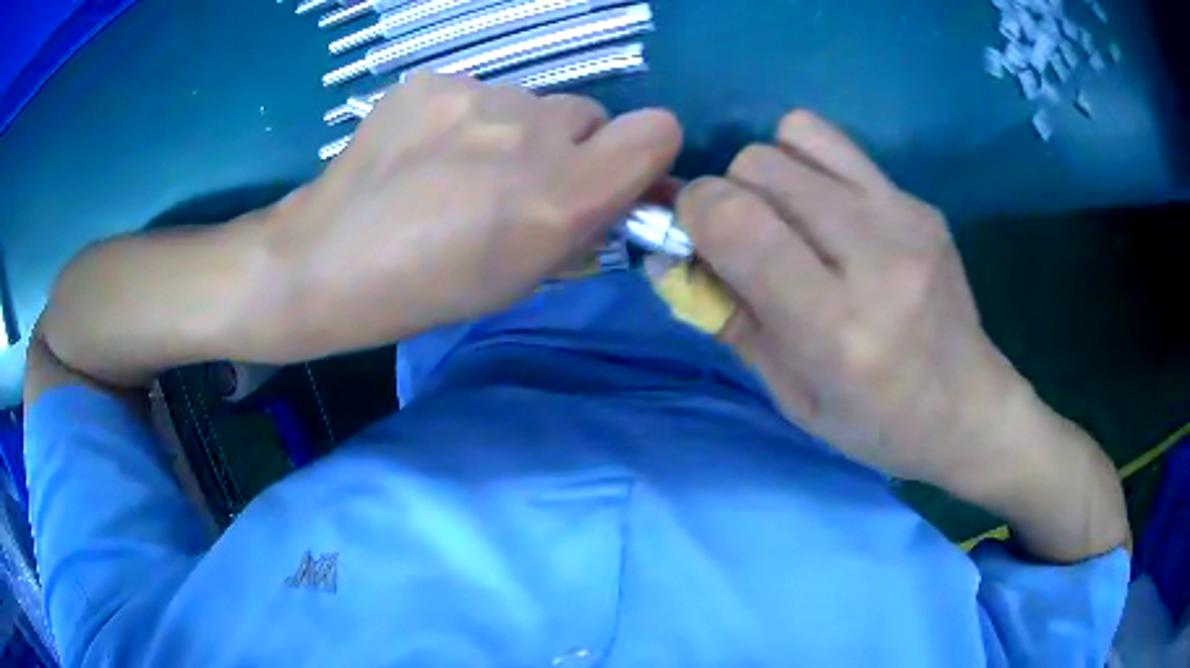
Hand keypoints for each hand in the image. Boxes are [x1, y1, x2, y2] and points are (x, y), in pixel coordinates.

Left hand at [264, 73, 680, 358]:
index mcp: (561, 196)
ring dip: (513, 131)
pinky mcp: (431, 81)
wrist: (328, 261)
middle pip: (590, 114)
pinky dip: (465, 118)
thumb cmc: (430, 290)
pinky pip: (477, 93)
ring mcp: (476, 96)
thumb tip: (617, 188)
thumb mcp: (524, 276)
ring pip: (529, 102)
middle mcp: (530, 133)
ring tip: (457, 169)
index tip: (614, 174)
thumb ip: (584, 221)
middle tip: (517, 181)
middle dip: (569, 146)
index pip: (657, 130)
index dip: (643, 151)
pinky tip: (424, 152)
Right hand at [677, 111, 1032, 486]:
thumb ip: (728, 318)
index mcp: (836, 328)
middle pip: (759, 165)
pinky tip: (830, 214)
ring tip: (789, 218)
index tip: (694, 238)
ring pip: (794, 135)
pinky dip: (811, 166)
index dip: (694, 213)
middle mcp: (874, 257)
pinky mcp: (921, 201)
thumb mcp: (790, 395)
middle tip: (747, 239)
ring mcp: (905, 217)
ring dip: (771, 171)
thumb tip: (669, 254)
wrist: (969, 408)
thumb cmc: (876, 423)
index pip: (736, 221)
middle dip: (729, 193)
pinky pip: (837, 146)